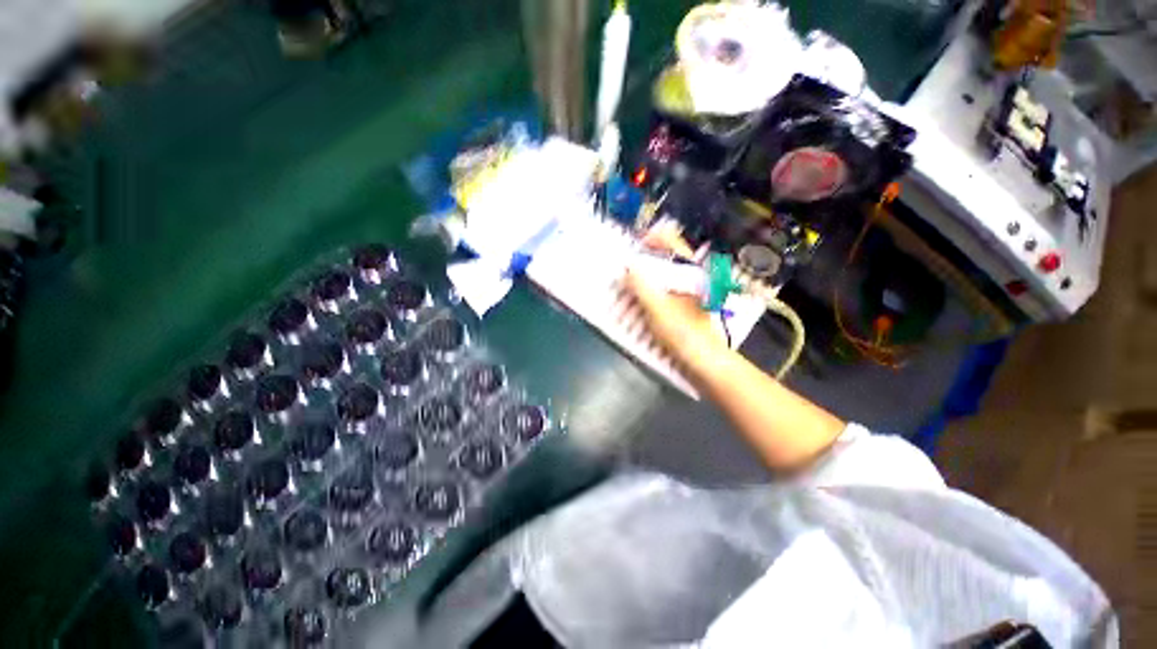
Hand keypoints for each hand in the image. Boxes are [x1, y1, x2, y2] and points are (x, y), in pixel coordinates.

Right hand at [619, 221, 726, 368]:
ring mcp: (686, 291)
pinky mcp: (682, 305)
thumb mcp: (658, 309)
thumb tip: (627, 266)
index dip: (652, 238)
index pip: (671, 241)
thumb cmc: (683, 332)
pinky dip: (649, 289)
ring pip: (664, 273)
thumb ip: (642, 286)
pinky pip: (663, 289)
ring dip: (645, 273)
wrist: (704, 360)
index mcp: (688, 271)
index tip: (632, 245)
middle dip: (644, 256)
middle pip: (666, 256)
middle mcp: (689, 276)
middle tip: (624, 263)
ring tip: (627, 280)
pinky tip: (637, 298)